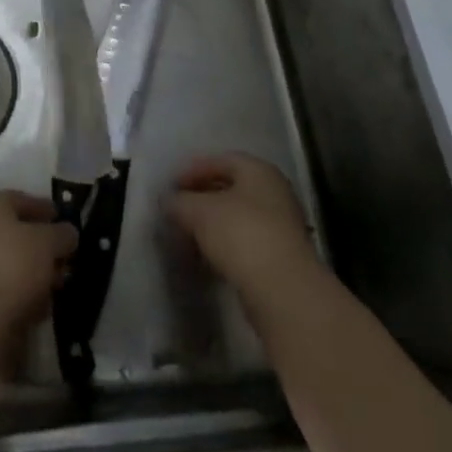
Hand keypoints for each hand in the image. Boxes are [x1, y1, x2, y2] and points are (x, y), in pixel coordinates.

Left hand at [0, 190, 77, 339]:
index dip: (43, 207)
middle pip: (15, 233)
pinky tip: (41, 307)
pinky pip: (5, 289)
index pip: (20, 199)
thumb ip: (62, 234)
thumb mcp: (47, 243)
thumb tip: (68, 233)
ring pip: (11, 264)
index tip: (62, 217)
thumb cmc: (12, 266)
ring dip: (35, 273)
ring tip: (58, 284)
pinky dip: (23, 294)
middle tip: (65, 256)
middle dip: (42, 245)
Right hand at [169, 153, 319, 305]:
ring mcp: (282, 226)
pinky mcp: (281, 258)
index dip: (193, 170)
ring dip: (213, 224)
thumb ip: (179, 202)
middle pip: (232, 188)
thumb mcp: (199, 211)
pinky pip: (247, 242)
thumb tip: (168, 202)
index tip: (172, 186)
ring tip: (188, 235)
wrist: (283, 290)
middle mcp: (275, 193)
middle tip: (178, 209)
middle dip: (202, 197)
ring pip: (239, 217)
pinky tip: (208, 256)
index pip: (221, 160)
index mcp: (259, 171)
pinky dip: (226, 245)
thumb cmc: (241, 234)